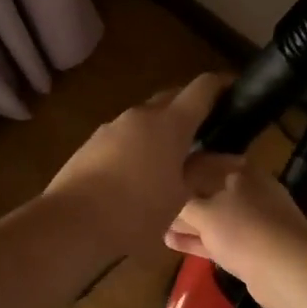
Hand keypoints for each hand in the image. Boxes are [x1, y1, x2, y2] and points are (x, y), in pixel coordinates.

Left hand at [42, 74, 239, 256]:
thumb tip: (232, 158)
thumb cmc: (135, 211)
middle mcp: (140, 115)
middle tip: (207, 129)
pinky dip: (140, 143)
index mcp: (169, 123)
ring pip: (146, 117)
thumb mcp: (179, 196)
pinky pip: (125, 134)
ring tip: (174, 155)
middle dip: (191, 106)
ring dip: (163, 127)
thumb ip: (204, 171)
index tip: (235, 89)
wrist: (71, 222)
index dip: (221, 85)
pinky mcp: (92, 143)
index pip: (201, 88)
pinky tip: (140, 170)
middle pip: (172, 98)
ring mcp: (112, 127)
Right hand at [165, 158, 306, 307]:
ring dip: (188, 222)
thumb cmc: (244, 229)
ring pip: (213, 218)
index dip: (179, 168)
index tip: (155, 174)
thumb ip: (182, 204)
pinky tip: (172, 241)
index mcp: (239, 172)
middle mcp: (247, 192)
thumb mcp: (203, 212)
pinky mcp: (251, 248)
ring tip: (156, 224)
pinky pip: (218, 239)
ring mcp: (252, 221)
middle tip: (152, 201)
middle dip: (182, 198)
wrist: (289, 270)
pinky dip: (197, 240)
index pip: (203, 162)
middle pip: (208, 190)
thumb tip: (167, 199)